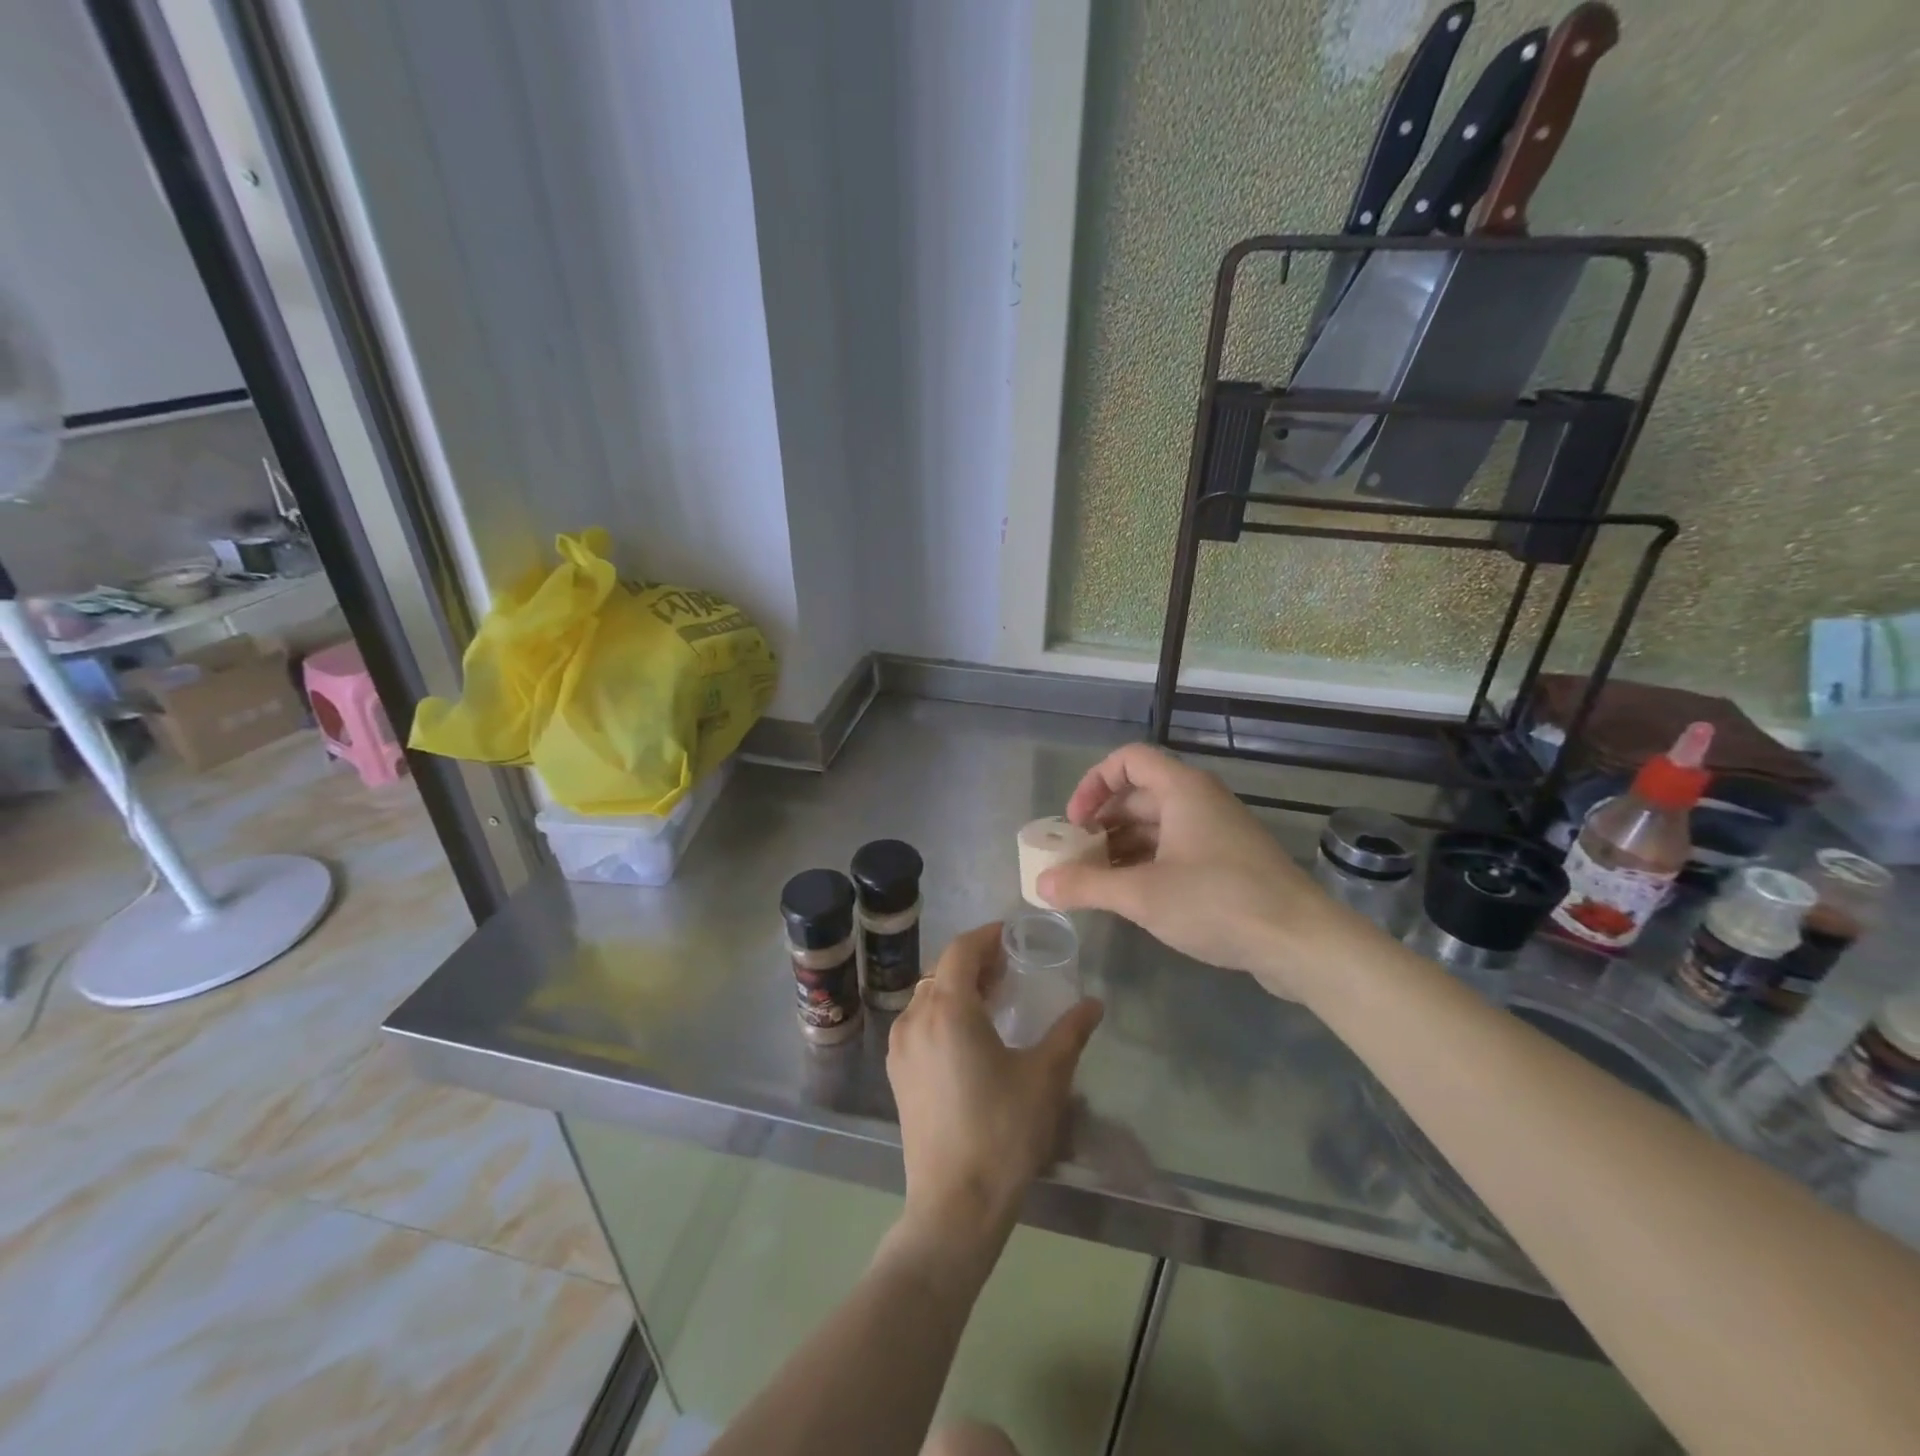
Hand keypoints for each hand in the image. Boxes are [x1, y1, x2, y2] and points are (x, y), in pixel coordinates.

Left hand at [886, 924, 1102, 1265]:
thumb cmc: (1003, 1133)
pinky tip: (970, 1034)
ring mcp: (900, 1047)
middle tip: (1011, 968)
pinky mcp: (897, 1073)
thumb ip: (1071, 1032)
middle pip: (942, 970)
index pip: (962, 950)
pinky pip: (919, 1022)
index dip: (987, 936)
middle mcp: (915, 1018)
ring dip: (958, 987)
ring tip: (994, 999)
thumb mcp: (1046, 1078)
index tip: (1013, 936)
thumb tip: (1094, 1003)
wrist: (954, 1205)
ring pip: (927, 995)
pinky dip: (943, 1011)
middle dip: (975, 961)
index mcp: (948, 1009)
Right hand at [1036, 743, 1367, 999]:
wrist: (1301, 942)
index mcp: (1182, 790)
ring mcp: (1217, 832)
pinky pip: (1177, 849)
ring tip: (1096, 881)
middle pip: (1139, 795)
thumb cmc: (1217, 902)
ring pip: (1157, 826)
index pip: (1128, 760)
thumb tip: (1042, 884)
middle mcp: (1200, 801)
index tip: (1075, 822)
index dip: (1093, 783)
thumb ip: (1088, 885)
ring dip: (1122, 847)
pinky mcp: (1229, 863)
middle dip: (1102, 823)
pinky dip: (1148, 864)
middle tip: (1076, 857)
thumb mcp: (1142, 895)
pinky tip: (1131, 897)